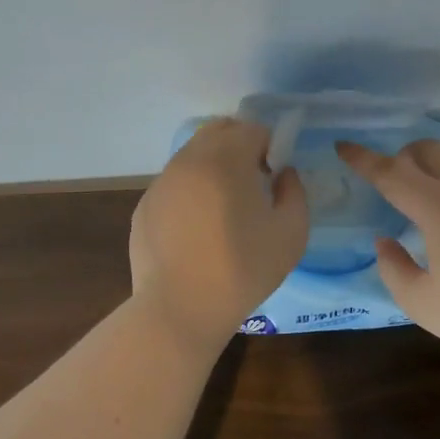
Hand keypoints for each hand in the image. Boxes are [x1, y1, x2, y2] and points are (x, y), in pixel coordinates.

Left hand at [130, 118, 308, 349]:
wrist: (179, 309)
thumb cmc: (242, 270)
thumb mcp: (292, 233)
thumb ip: (294, 192)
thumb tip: (283, 174)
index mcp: (226, 159)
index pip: (252, 129)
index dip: (269, 148)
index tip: (273, 178)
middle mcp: (189, 160)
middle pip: (218, 132)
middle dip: (240, 147)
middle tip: (251, 184)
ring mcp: (161, 181)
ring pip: (193, 155)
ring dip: (213, 167)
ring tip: (224, 209)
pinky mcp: (145, 205)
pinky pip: (174, 183)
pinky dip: (190, 191)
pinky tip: (197, 229)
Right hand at [336, 139, 439, 359]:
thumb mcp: (422, 303)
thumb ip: (393, 269)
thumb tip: (385, 242)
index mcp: (435, 207)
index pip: (389, 172)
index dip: (362, 158)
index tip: (343, 146)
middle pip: (425, 149)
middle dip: (401, 156)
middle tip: (394, 182)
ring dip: (435, 158)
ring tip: (429, 184)